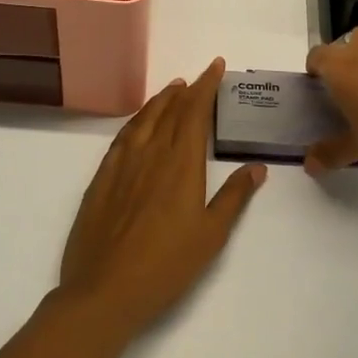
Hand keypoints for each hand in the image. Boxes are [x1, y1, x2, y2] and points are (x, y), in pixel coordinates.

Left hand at [57, 58, 265, 340]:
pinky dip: (134, 122)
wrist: (104, 290)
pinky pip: (121, 138)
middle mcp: (150, 155)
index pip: (194, 113)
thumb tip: (257, 168)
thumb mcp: (211, 236)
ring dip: (159, 101)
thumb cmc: (166, 266)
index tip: (215, 67)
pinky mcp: (100, 179)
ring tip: (172, 90)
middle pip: (169, 111)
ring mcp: (121, 165)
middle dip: (186, 91)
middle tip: (198, 77)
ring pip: (142, 120)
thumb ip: (233, 197)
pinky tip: (137, 124)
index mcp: (180, 165)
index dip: (206, 87)